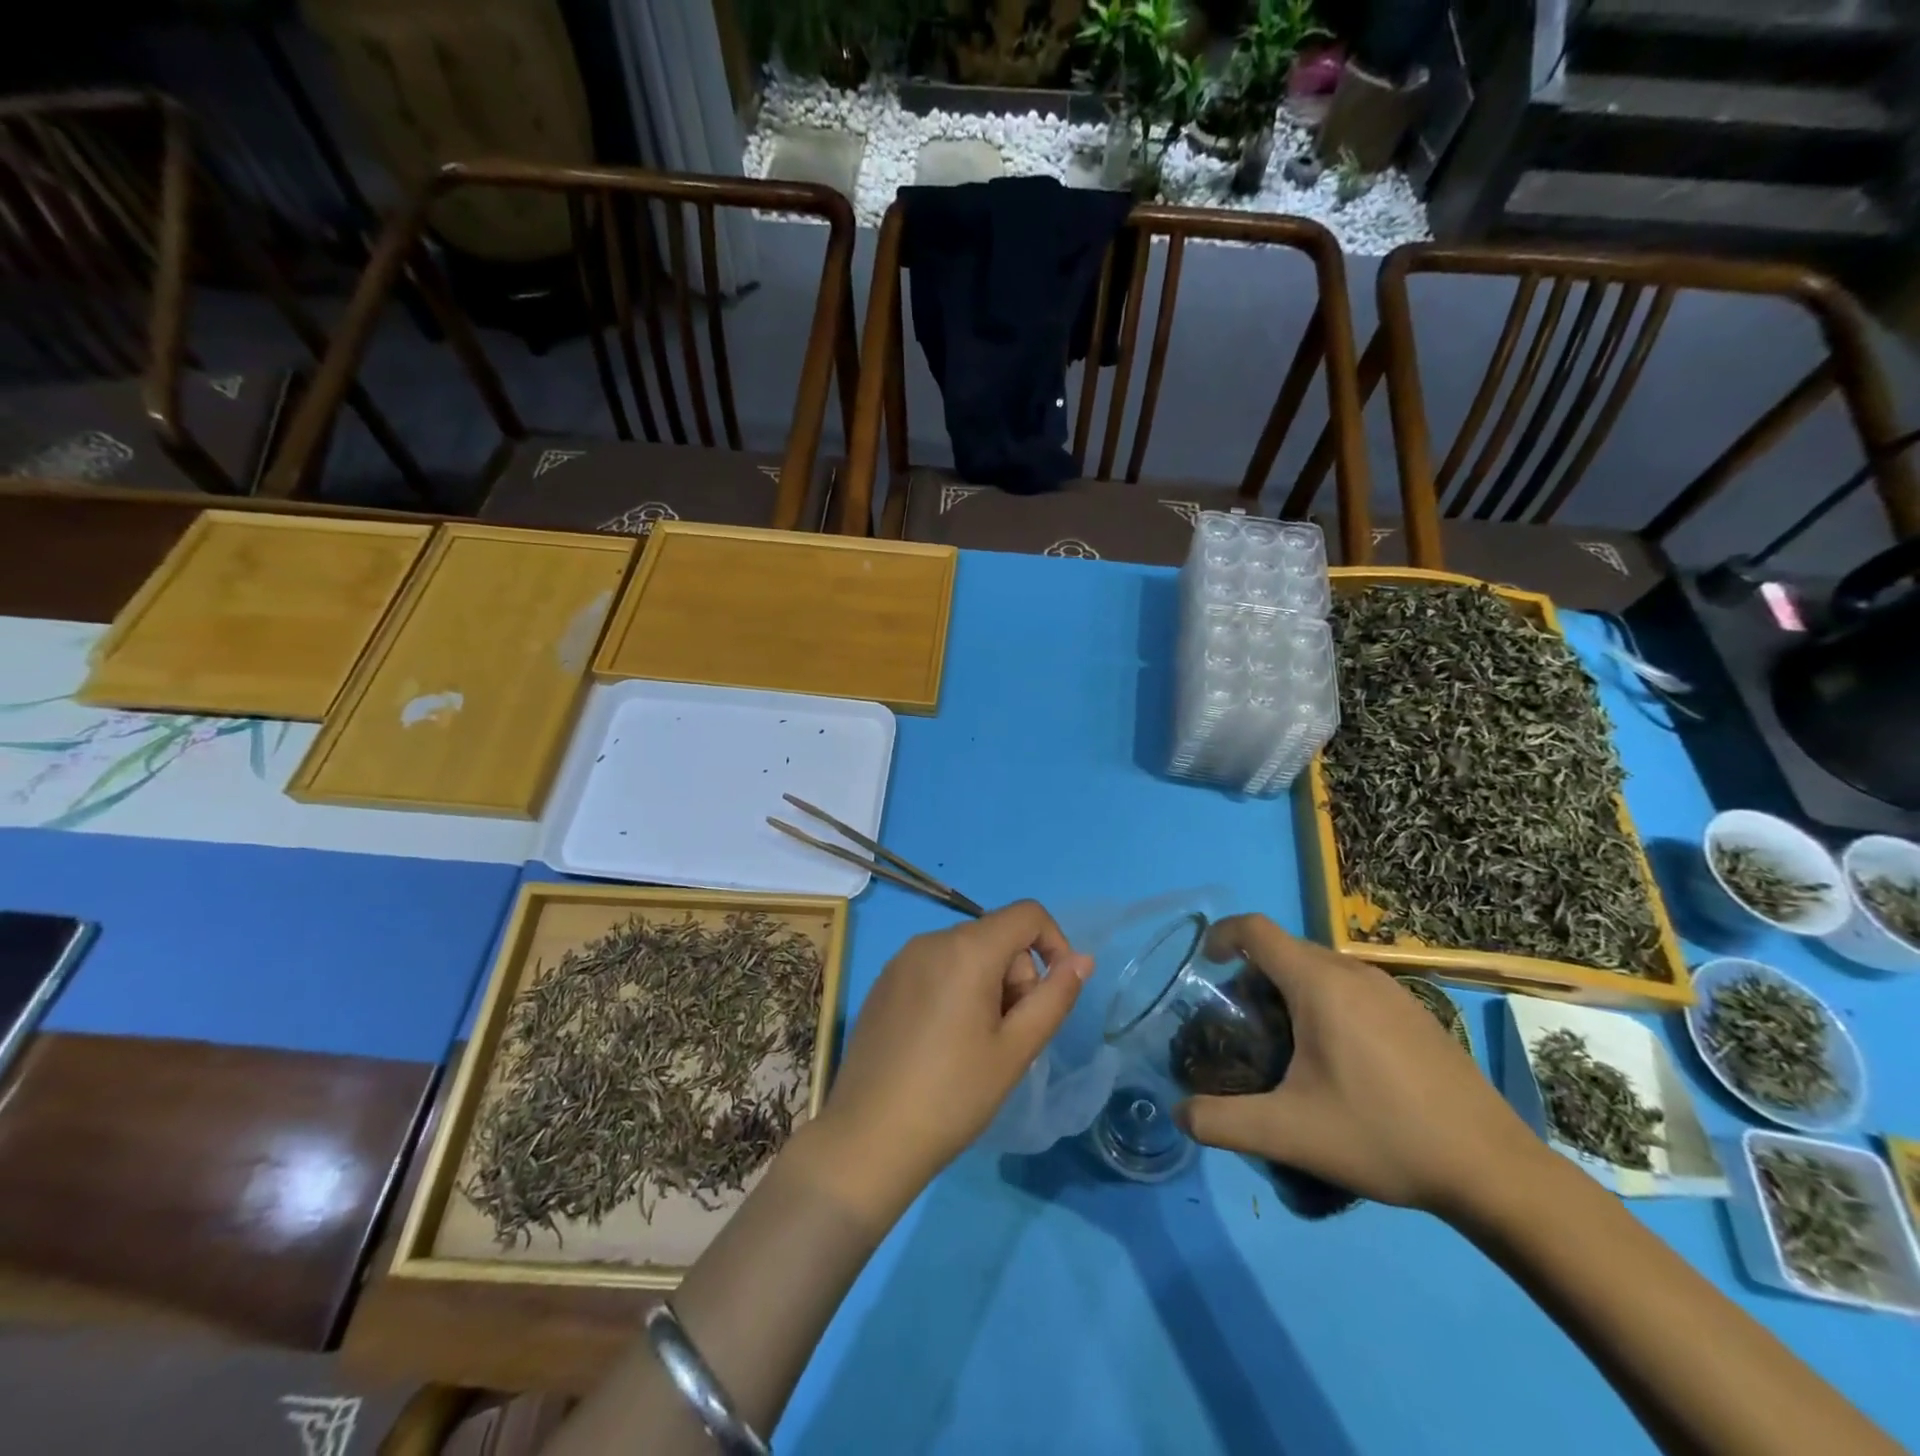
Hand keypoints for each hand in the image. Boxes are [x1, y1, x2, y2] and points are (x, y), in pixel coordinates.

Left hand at [802, 901, 1092, 1225]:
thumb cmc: (953, 1095)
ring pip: (966, 953)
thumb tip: (1081, 959)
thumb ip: (1054, 997)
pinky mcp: (883, 982)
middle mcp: (931, 940)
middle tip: (1008, 1037)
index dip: (1054, 943)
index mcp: (967, 949)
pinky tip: (942, 1043)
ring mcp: (901, 959)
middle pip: (996, 936)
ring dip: (987, 986)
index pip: (1027, 914)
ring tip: (975, 1045)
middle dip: (1016, 977)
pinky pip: (935, 967)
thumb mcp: (1016, 1049)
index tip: (1054, 994)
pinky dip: (954, 990)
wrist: (868, 1138)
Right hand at [1175, 915, 1544, 1218]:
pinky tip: (1340, 1061)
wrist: (1494, 1170)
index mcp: (1319, 984)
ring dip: (1290, 990)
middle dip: (1252, 975)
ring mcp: (1392, 990)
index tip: (1205, 966)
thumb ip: (1223, 1122)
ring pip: (1320, 968)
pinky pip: (1352, 987)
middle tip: (1243, 1025)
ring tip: (1286, 1045)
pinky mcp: (1416, 1012)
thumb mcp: (1290, 1134)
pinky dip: (1326, 1002)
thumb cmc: (1383, 1136)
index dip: (1222, 936)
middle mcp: (1354, 973)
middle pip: (1286, 950)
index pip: (1256, 929)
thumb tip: (1178, 1114)